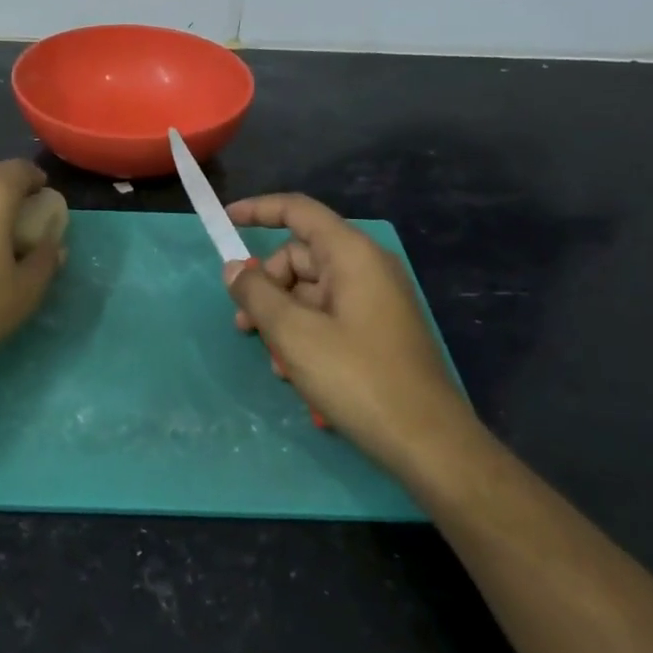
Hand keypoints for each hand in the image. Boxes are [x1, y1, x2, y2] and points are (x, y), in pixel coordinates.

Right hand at [224, 194, 472, 474]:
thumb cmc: (357, 378)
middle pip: (299, 258)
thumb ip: (257, 295)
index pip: (299, 211)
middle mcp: (367, 268)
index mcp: (352, 255)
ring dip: (282, 320)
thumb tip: (234, 268)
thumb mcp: (293, 334)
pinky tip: (297, 374)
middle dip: (266, 288)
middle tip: (244, 328)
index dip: (259, 210)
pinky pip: (329, 317)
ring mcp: (375, 301)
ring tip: (275, 363)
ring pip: (310, 293)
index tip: (225, 221)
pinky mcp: (378, 331)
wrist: (426, 442)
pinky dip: (305, 336)